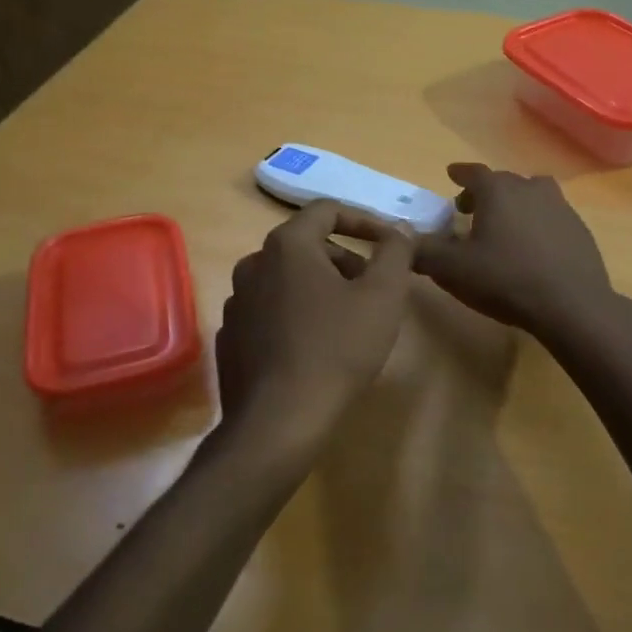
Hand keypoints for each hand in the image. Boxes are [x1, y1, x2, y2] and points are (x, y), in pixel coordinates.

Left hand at [215, 201, 413, 450]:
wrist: (278, 421)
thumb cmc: (336, 349)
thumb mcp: (383, 296)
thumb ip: (395, 252)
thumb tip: (400, 229)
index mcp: (287, 246)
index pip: (327, 210)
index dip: (364, 220)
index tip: (390, 242)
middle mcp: (253, 264)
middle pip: (306, 245)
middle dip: (346, 258)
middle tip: (375, 286)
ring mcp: (237, 302)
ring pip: (287, 279)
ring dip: (322, 286)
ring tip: (350, 317)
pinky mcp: (231, 337)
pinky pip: (271, 310)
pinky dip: (297, 313)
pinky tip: (317, 345)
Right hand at [413, 164, 615, 338]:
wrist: (571, 305)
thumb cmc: (505, 280)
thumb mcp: (452, 270)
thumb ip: (422, 251)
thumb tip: (400, 238)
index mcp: (497, 190)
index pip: (473, 172)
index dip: (459, 174)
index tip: (451, 175)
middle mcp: (529, 188)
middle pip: (502, 182)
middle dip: (484, 192)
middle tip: (469, 210)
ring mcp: (560, 206)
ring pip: (531, 195)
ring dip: (514, 204)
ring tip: (503, 226)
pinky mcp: (579, 229)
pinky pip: (550, 217)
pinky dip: (537, 224)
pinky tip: (532, 249)